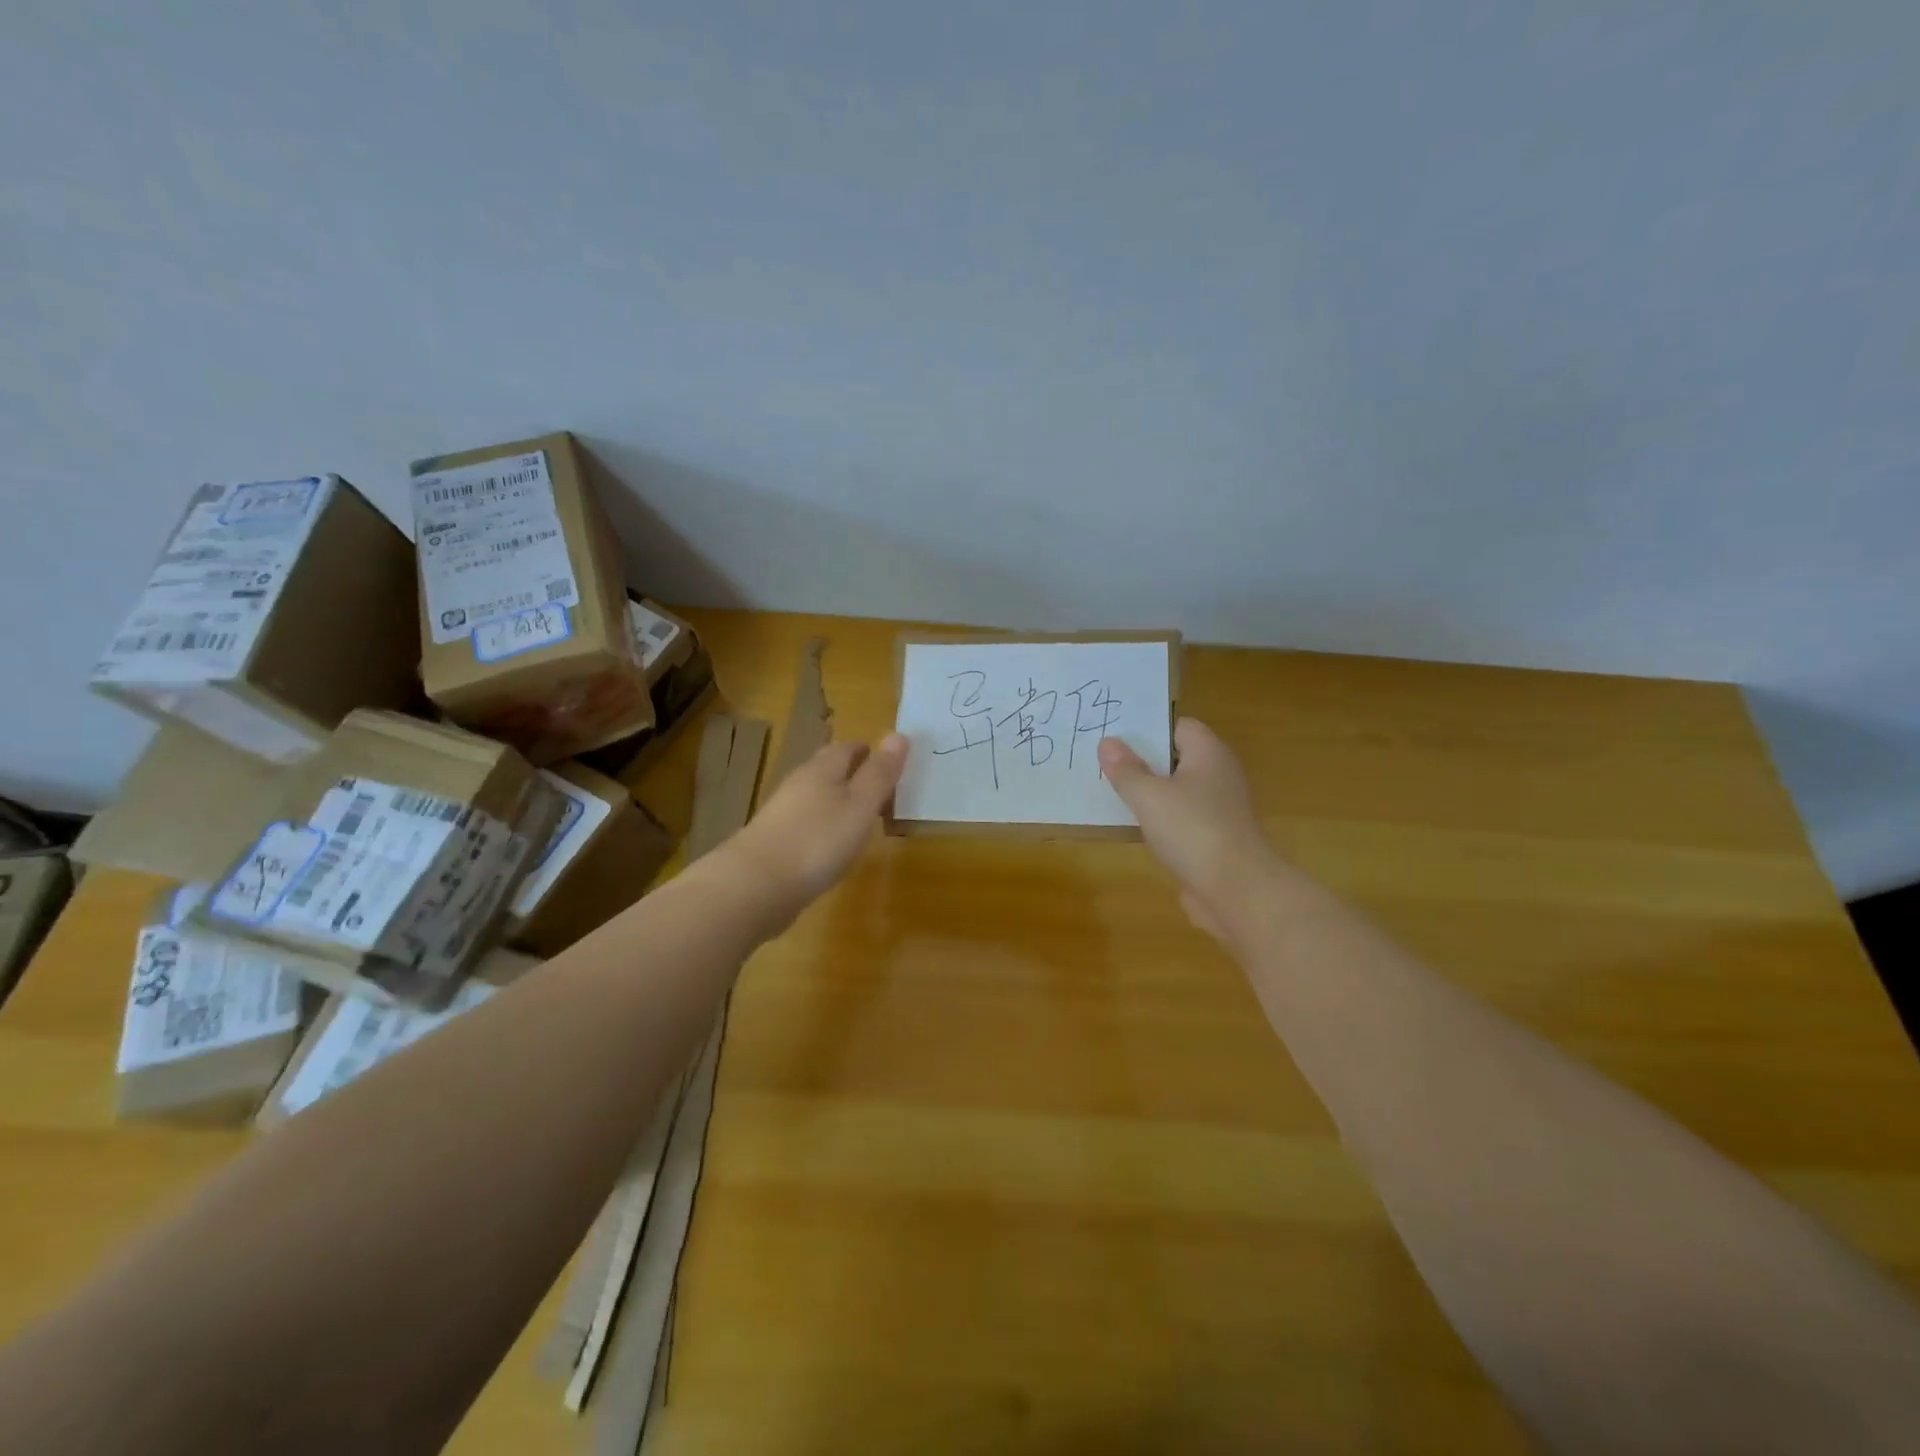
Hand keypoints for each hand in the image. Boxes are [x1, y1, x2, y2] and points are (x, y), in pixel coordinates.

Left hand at [720, 735, 908, 926]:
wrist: (756, 886)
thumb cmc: (818, 840)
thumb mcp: (860, 806)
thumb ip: (880, 773)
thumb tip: (899, 734)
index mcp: (821, 770)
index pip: (846, 748)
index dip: (868, 752)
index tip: (888, 760)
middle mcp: (798, 785)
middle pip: (827, 770)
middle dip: (852, 774)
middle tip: (879, 788)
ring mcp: (781, 814)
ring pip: (815, 797)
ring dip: (836, 801)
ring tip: (860, 817)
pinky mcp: (773, 843)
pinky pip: (805, 824)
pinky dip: (822, 827)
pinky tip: (830, 846)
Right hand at [1099, 719, 1278, 942]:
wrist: (1237, 890)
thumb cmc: (1192, 830)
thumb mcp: (1149, 795)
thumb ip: (1126, 769)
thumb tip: (1108, 743)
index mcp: (1208, 753)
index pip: (1178, 726)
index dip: (1148, 728)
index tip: (1114, 736)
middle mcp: (1218, 774)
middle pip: (1176, 758)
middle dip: (1143, 761)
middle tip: (1103, 762)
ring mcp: (1219, 809)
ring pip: (1177, 791)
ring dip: (1149, 794)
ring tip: (1109, 793)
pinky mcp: (1214, 839)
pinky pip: (1180, 820)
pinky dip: (1160, 821)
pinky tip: (1133, 828)